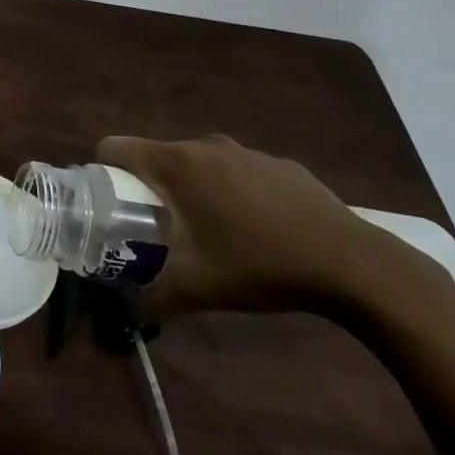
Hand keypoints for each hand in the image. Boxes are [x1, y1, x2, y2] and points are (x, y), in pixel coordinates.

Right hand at [97, 134, 402, 313]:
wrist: (352, 264)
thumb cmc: (260, 266)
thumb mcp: (196, 289)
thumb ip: (150, 297)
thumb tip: (122, 309)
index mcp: (177, 164)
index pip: (114, 147)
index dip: (102, 172)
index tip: (110, 204)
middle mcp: (206, 145)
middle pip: (157, 156)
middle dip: (150, 188)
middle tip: (160, 229)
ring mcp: (246, 151)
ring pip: (199, 163)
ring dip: (193, 189)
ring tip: (211, 232)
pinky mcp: (280, 164)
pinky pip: (238, 171)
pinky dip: (233, 192)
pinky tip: (257, 230)